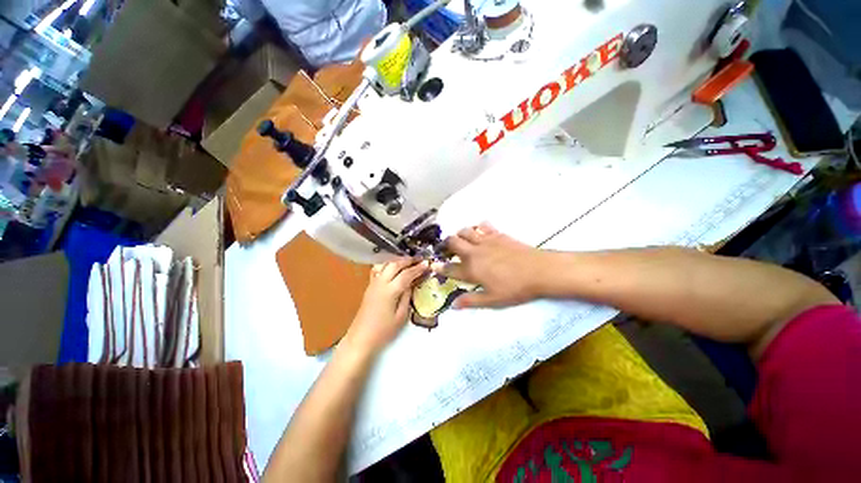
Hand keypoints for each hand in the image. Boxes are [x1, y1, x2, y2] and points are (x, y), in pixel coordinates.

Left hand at [344, 258, 428, 353]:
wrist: (360, 339)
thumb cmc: (383, 331)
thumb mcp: (401, 316)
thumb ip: (407, 297)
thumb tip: (411, 284)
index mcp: (390, 291)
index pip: (406, 274)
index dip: (418, 268)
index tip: (427, 264)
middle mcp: (380, 283)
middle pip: (395, 265)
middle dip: (408, 260)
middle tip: (419, 260)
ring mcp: (373, 284)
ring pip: (385, 264)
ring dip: (398, 261)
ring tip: (408, 262)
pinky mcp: (369, 287)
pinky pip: (378, 269)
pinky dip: (387, 265)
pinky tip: (393, 268)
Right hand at [432, 224, 548, 308]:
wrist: (538, 270)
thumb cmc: (515, 288)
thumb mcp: (493, 300)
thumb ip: (471, 300)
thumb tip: (453, 305)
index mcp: (471, 270)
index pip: (450, 268)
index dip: (440, 267)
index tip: (433, 265)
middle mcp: (474, 253)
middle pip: (453, 242)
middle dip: (446, 244)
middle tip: (448, 249)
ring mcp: (485, 241)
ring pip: (465, 231)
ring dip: (460, 234)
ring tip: (463, 240)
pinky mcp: (497, 234)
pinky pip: (483, 226)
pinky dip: (478, 228)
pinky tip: (481, 232)